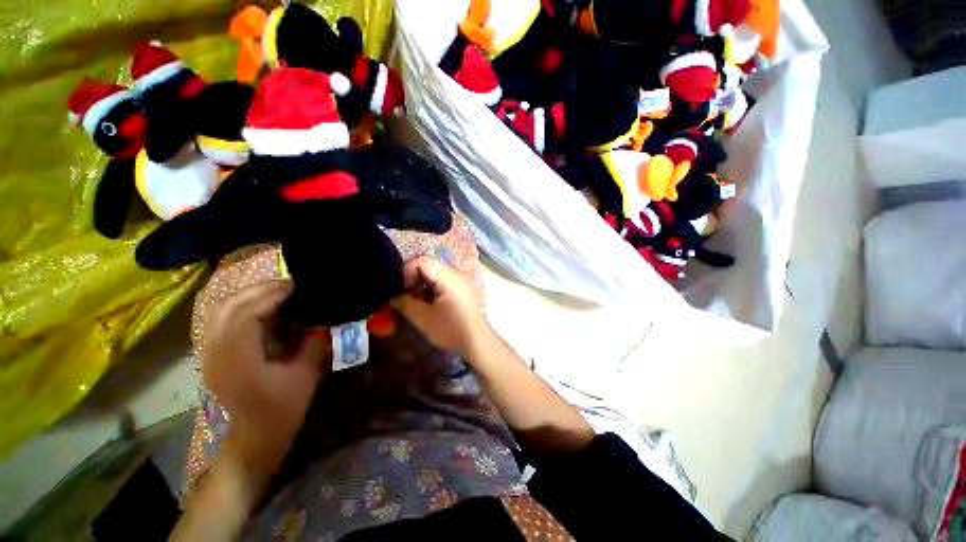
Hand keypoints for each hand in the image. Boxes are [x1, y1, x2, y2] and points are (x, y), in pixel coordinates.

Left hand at [202, 281, 329, 478]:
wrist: (252, 441)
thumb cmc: (279, 412)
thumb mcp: (304, 376)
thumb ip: (315, 344)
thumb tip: (327, 321)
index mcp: (238, 357)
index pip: (247, 312)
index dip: (272, 295)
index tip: (297, 286)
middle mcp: (217, 351)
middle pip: (228, 306)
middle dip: (259, 290)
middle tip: (289, 285)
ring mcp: (210, 354)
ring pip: (219, 311)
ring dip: (247, 296)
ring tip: (275, 293)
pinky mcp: (213, 357)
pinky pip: (220, 321)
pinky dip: (239, 308)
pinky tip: (260, 310)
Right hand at [391, 256, 491, 357]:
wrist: (478, 343)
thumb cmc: (451, 329)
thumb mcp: (423, 318)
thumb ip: (405, 303)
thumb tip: (392, 296)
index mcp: (449, 276)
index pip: (423, 260)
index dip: (406, 270)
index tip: (399, 288)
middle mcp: (457, 274)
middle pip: (430, 266)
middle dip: (413, 278)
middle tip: (405, 295)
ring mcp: (463, 281)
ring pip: (437, 274)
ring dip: (423, 284)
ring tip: (416, 301)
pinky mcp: (465, 290)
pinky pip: (445, 282)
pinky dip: (433, 288)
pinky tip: (430, 304)